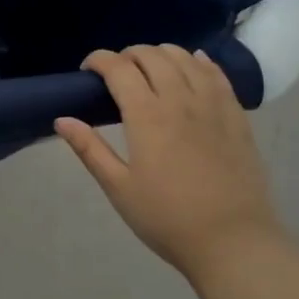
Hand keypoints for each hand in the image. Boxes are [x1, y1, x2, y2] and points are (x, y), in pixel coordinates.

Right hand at [56, 45, 278, 280]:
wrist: (235, 244)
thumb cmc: (168, 219)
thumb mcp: (119, 188)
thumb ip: (90, 149)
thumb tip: (62, 119)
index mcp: (147, 116)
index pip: (118, 68)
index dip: (99, 60)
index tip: (87, 70)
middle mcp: (180, 100)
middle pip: (151, 56)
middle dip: (127, 55)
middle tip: (116, 75)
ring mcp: (213, 106)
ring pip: (184, 58)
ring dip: (160, 54)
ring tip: (149, 70)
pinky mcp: (237, 117)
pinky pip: (217, 74)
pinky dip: (199, 62)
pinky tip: (192, 63)